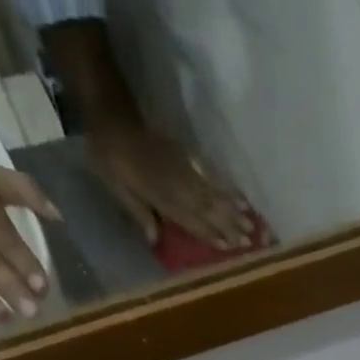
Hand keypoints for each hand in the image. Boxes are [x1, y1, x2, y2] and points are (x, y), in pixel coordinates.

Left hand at [89, 121, 255, 249]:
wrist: (110, 112)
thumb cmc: (107, 154)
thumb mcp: (115, 185)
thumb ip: (137, 210)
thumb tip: (154, 238)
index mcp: (158, 193)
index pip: (189, 218)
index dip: (208, 233)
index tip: (228, 246)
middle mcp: (175, 183)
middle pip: (206, 208)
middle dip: (229, 224)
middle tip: (250, 239)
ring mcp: (182, 168)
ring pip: (211, 193)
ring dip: (232, 209)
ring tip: (251, 222)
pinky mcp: (184, 157)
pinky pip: (208, 176)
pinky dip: (224, 189)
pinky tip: (238, 197)